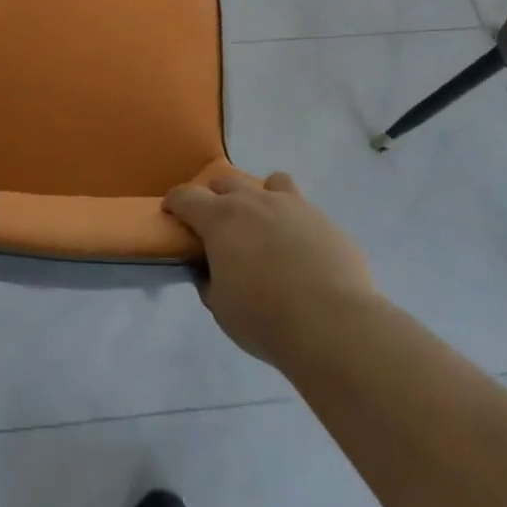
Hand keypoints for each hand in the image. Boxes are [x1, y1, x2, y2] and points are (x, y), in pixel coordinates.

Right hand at [163, 172, 375, 364]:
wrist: (334, 324)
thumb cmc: (265, 318)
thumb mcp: (220, 307)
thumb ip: (210, 281)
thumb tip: (211, 270)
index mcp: (221, 219)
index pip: (186, 196)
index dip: (175, 202)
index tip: (172, 214)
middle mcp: (255, 201)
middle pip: (226, 182)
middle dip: (215, 198)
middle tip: (217, 226)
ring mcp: (294, 206)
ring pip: (271, 182)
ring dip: (260, 197)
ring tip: (264, 226)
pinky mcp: (325, 221)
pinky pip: (304, 210)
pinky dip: (294, 223)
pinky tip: (300, 252)